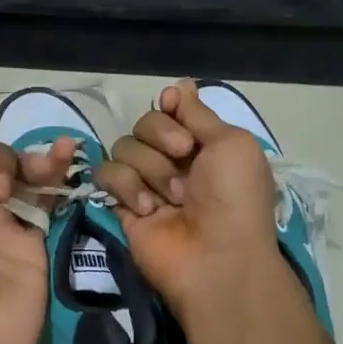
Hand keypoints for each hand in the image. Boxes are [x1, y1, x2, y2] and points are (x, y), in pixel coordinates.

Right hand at [96, 81, 284, 327]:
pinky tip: (148, 210)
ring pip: (125, 147)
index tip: (175, 109)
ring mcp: (146, 182)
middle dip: (162, 137)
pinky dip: (128, 187)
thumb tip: (179, 86)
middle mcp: (173, 160)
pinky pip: (107, 174)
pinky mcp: (122, 205)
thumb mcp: (232, 144)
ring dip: (151, 168)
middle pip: (145, 123)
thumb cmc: (235, 198)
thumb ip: (199, 114)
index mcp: (204, 145)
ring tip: (172, 198)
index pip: (171, 109)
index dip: (170, 109)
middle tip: (184, 158)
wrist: (216, 257)